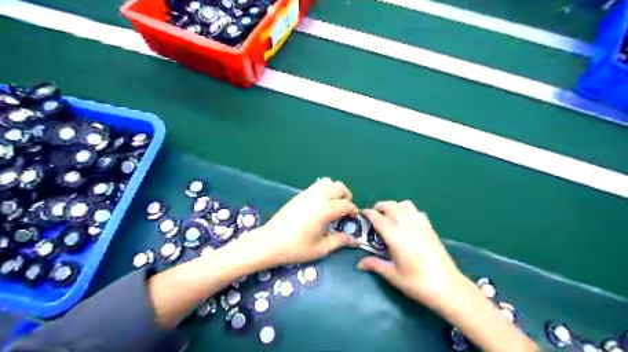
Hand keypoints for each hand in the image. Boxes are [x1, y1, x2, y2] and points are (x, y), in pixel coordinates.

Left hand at [250, 177, 357, 267]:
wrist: (269, 242)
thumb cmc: (296, 247)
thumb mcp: (321, 248)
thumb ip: (340, 241)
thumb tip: (354, 240)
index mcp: (326, 209)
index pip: (347, 204)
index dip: (353, 211)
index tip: (354, 219)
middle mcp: (319, 196)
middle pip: (339, 187)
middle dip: (346, 196)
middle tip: (345, 210)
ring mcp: (307, 193)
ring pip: (328, 182)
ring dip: (335, 190)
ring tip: (333, 204)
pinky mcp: (299, 194)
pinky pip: (316, 185)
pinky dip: (324, 190)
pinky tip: (320, 205)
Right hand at [358, 200, 464, 310]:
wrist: (447, 286)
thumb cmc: (417, 283)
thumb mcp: (393, 275)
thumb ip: (375, 265)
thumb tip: (359, 264)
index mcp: (395, 236)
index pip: (379, 218)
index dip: (369, 213)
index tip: (363, 213)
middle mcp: (407, 225)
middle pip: (391, 206)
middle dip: (380, 207)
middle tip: (375, 215)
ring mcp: (420, 224)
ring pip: (405, 204)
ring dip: (395, 206)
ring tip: (390, 216)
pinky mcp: (430, 227)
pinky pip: (416, 211)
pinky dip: (408, 211)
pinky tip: (407, 223)